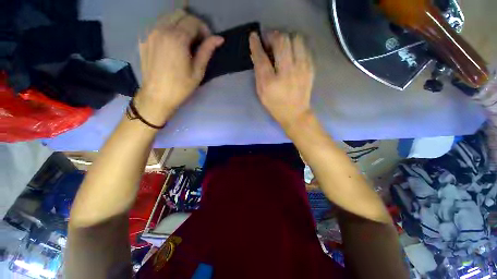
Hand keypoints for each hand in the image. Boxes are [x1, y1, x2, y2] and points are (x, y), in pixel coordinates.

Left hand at [135, 10, 223, 125]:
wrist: (157, 95)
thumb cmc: (181, 86)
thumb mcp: (198, 71)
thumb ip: (207, 51)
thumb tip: (219, 38)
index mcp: (177, 39)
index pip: (193, 21)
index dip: (204, 29)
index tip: (207, 41)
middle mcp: (161, 29)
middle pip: (180, 13)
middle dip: (192, 23)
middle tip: (197, 40)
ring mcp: (150, 32)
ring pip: (168, 16)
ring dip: (180, 24)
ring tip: (185, 41)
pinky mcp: (144, 38)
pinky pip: (158, 24)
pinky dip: (168, 28)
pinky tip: (172, 43)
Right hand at [249, 31, 314, 129]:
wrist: (295, 114)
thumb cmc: (275, 105)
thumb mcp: (261, 93)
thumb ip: (258, 73)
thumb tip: (257, 54)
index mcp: (271, 82)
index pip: (262, 57)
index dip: (256, 44)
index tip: (254, 36)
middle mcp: (287, 72)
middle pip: (281, 41)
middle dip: (273, 35)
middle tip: (269, 40)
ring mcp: (301, 68)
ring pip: (296, 39)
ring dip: (286, 38)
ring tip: (282, 45)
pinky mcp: (310, 68)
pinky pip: (305, 47)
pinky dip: (296, 45)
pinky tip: (292, 52)